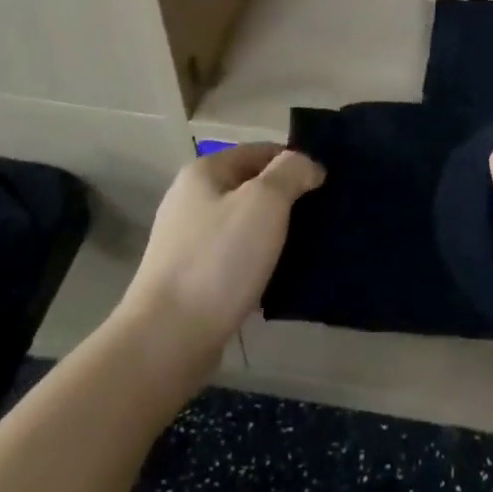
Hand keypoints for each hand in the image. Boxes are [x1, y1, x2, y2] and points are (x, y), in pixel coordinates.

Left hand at [121, 143, 323, 372]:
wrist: (167, 340)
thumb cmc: (219, 260)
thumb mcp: (264, 202)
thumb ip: (291, 172)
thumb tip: (308, 165)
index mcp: (203, 172)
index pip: (260, 151)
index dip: (294, 162)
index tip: (325, 185)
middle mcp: (190, 200)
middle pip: (250, 187)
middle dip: (286, 198)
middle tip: (321, 216)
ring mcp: (186, 241)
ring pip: (243, 224)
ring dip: (273, 232)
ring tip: (307, 247)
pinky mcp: (189, 279)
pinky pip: (234, 257)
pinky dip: (257, 261)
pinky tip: (278, 277)